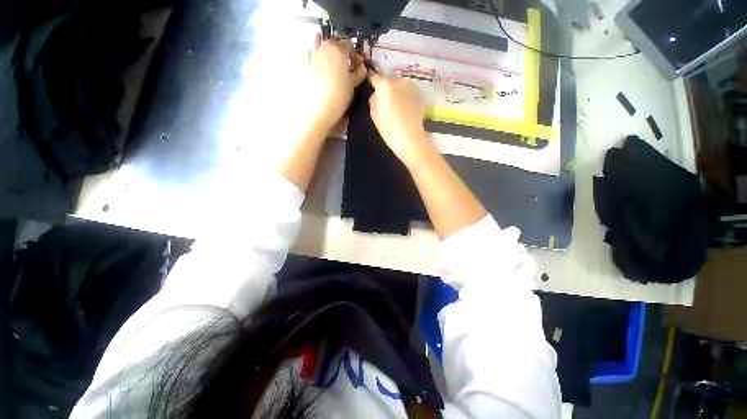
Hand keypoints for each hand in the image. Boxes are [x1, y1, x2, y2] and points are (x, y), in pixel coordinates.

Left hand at [307, 34, 366, 131]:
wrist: (321, 108)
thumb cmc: (340, 95)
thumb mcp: (354, 84)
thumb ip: (359, 73)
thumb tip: (362, 68)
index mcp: (339, 49)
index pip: (349, 45)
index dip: (355, 55)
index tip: (359, 65)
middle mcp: (325, 47)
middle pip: (335, 42)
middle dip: (342, 51)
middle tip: (348, 65)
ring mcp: (314, 55)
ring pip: (320, 43)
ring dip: (327, 48)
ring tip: (333, 61)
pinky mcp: (307, 65)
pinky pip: (311, 54)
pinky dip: (316, 55)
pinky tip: (321, 65)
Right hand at [368, 72, 430, 165]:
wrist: (410, 138)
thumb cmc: (389, 129)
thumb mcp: (374, 115)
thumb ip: (373, 100)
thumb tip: (376, 94)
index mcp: (384, 85)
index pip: (375, 77)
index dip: (371, 80)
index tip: (370, 85)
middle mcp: (398, 81)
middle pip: (389, 79)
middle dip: (385, 86)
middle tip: (384, 99)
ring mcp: (411, 87)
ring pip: (400, 84)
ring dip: (396, 90)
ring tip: (395, 103)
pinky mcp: (419, 95)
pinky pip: (408, 91)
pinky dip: (405, 95)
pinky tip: (405, 107)